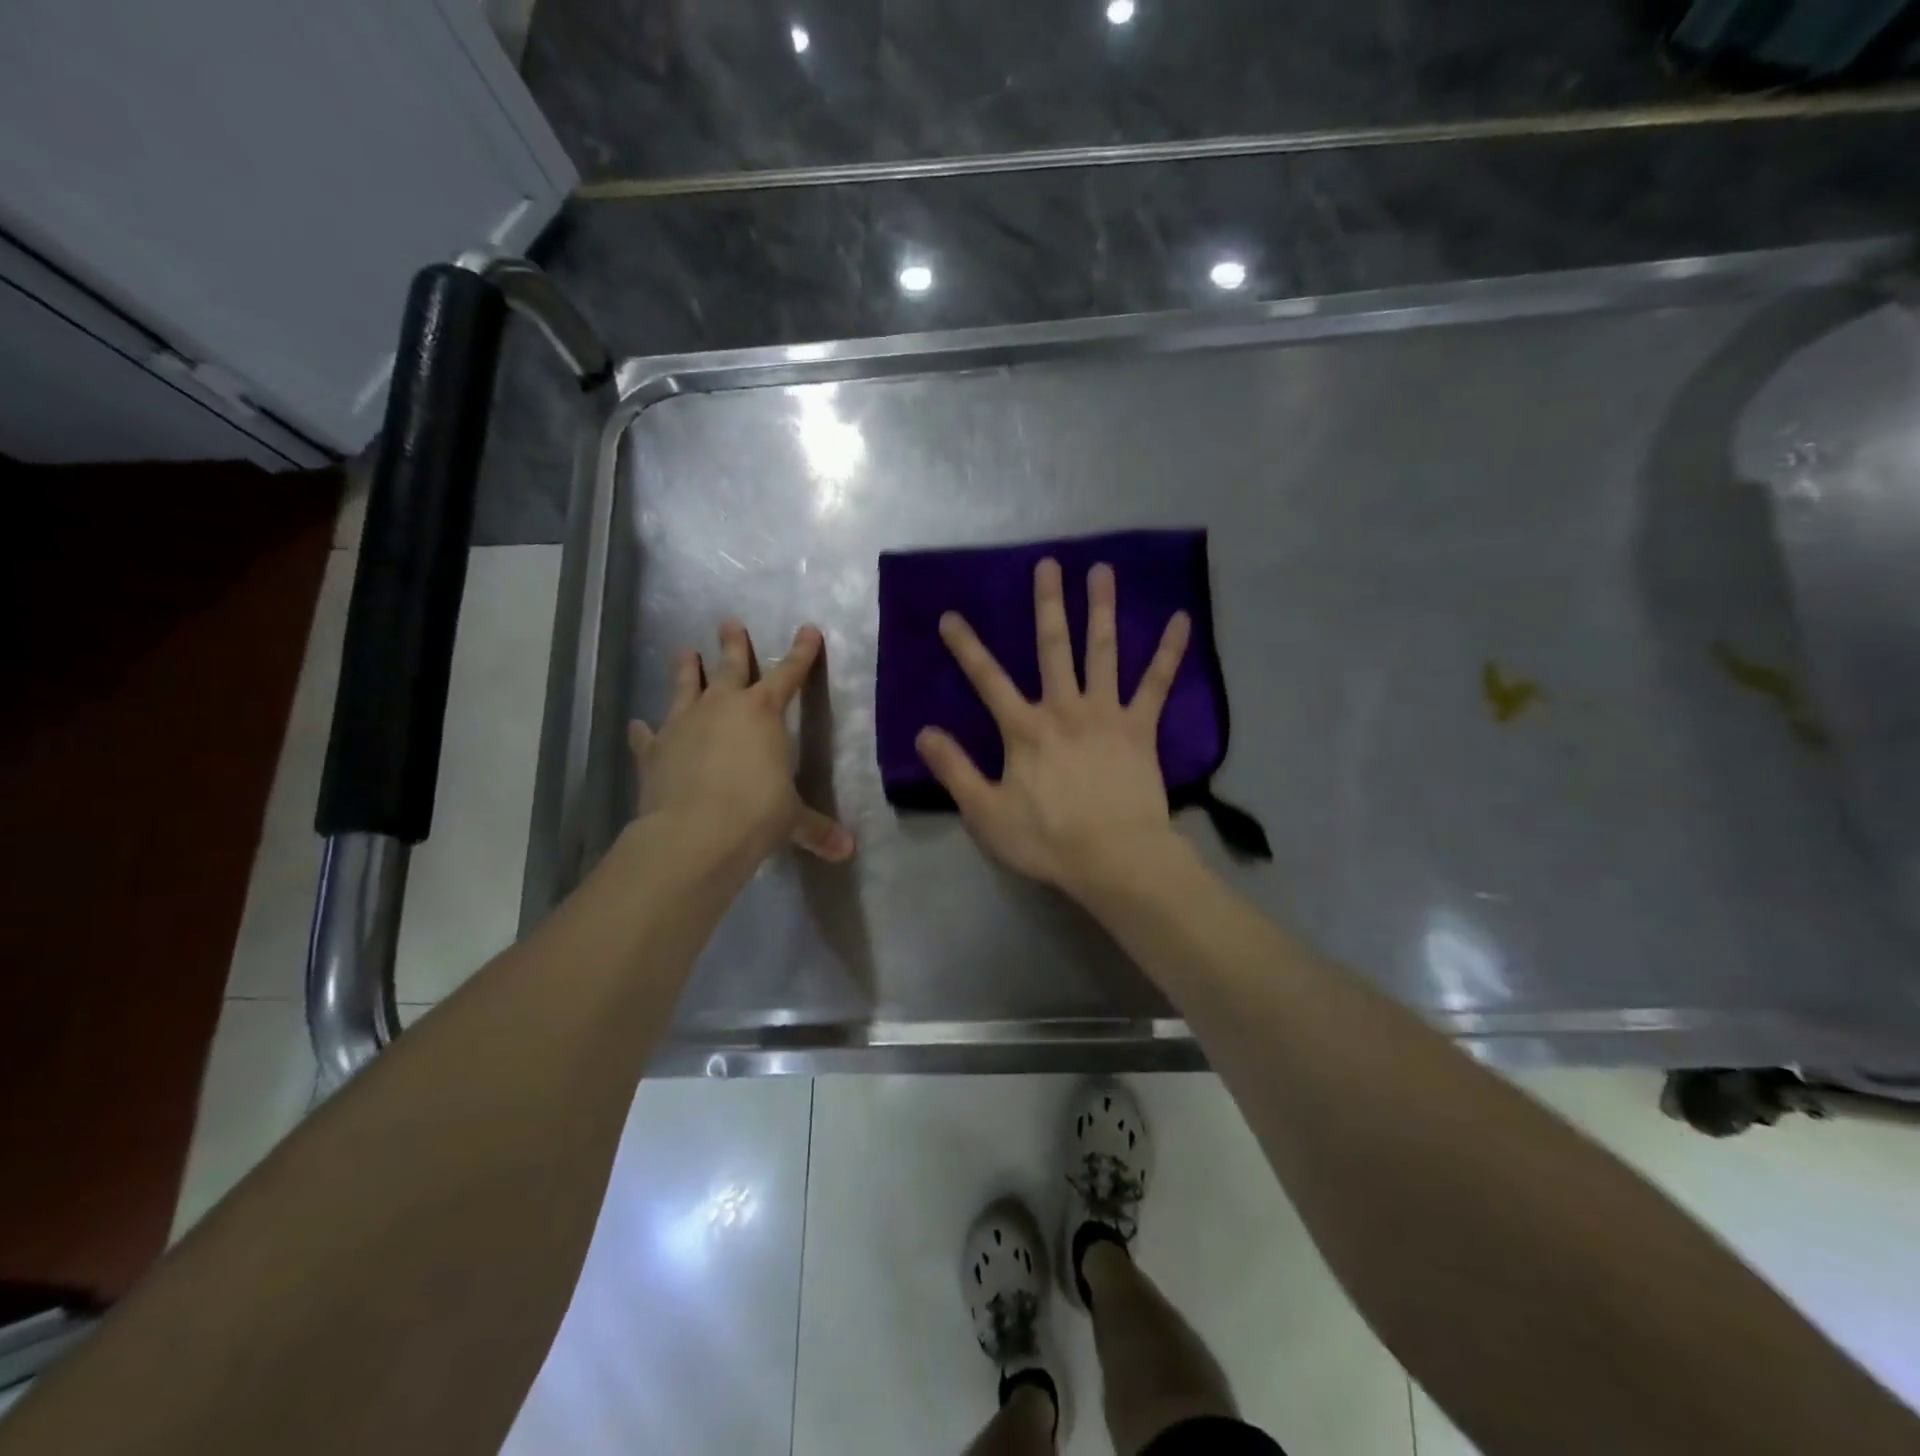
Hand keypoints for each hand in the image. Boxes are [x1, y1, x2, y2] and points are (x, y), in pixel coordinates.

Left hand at [628, 619, 853, 868]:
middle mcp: (722, 708)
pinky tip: (639, 725)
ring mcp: (683, 725)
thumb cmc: (756, 815)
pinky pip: (649, 735)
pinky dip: (645, 731)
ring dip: (686, 669)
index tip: (808, 629)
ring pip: (685, 687)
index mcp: (763, 713)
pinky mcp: (654, 750)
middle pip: (730, 666)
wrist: (695, 833)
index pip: (789, 674)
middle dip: (733, 644)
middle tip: (728, 622)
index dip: (801, 653)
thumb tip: (847, 851)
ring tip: (684, 650)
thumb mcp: (792, 820)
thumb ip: (817, 829)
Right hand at [915, 558, 1190, 899]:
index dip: (966, 647)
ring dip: (1101, 609)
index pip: (987, 679)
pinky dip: (1169, 651)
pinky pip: (1157, 684)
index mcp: (1024, 729)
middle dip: (1047, 604)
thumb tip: (924, 732)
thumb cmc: (1047, 840)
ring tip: (1102, 570)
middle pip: (1053, 647)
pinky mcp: (1140, 728)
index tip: (951, 616)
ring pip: (1102, 652)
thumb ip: (954, 769)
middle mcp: (1064, 708)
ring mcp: (1106, 714)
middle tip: (1048, 564)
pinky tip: (1179, 619)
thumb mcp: (985, 812)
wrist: (1114, 858)